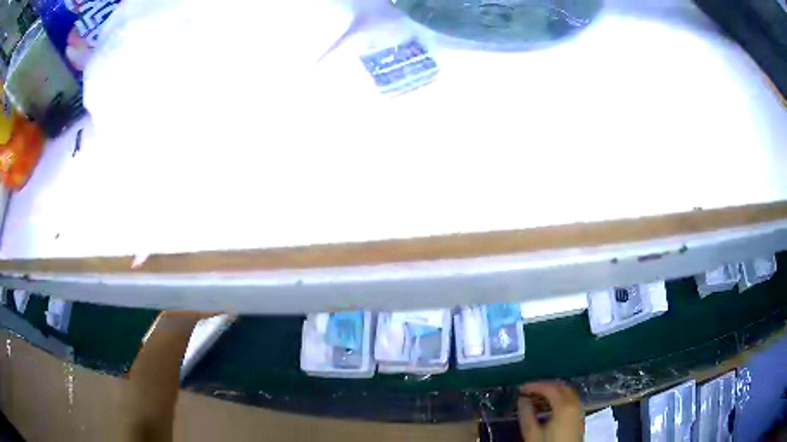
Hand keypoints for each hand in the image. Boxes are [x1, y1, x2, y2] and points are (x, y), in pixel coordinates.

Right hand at [518, 381, 583, 440]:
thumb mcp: (532, 433)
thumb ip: (526, 414)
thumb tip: (522, 399)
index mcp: (564, 406)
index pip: (549, 387)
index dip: (534, 385)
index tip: (520, 389)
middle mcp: (575, 403)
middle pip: (561, 386)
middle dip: (543, 386)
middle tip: (527, 391)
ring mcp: (579, 410)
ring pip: (566, 393)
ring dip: (551, 392)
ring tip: (534, 399)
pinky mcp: (578, 417)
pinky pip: (569, 400)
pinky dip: (558, 399)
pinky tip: (546, 408)